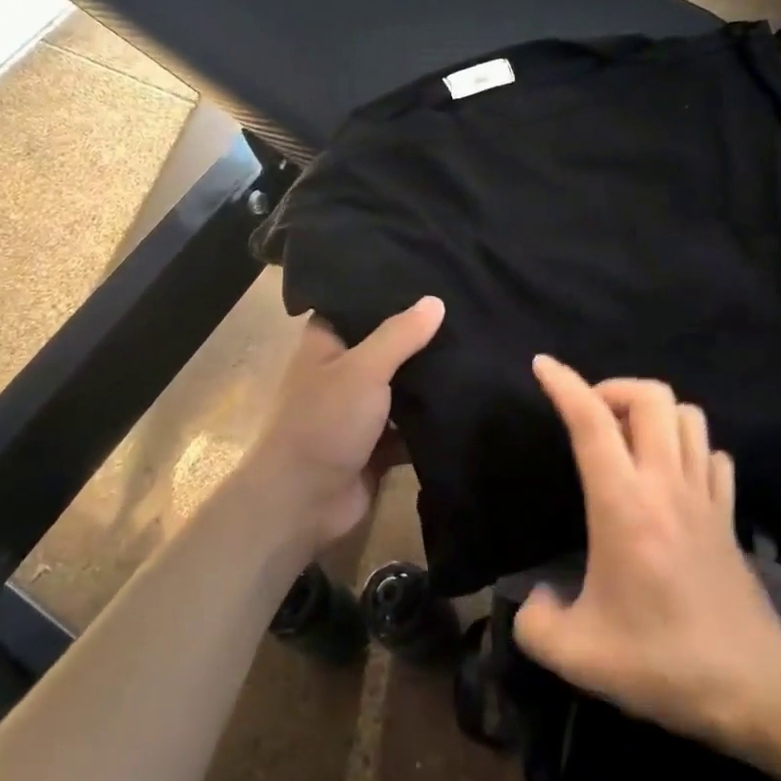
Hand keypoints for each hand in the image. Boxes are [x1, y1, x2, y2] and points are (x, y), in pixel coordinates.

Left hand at [239, 296, 444, 549]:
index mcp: (325, 345)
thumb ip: (400, 336)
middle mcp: (341, 374)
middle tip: (467, 315)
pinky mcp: (377, 447)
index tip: (430, 279)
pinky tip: (469, 403)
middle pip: (385, 349)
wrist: (303, 502)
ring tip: (476, 353)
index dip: (387, 295)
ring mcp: (359, 413)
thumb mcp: (363, 369)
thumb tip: (436, 301)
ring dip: (429, 383)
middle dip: (419, 340)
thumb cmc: (324, 422)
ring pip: (401, 390)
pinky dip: (431, 423)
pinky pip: (410, 429)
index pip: (356, 307)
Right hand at [514, 356, 780, 746]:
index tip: (542, 365)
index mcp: (624, 505)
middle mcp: (666, 485)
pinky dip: (689, 447)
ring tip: (627, 439)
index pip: (592, 422)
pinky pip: (713, 455)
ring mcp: (705, 497)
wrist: (751, 687)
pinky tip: (672, 474)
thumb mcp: (576, 655)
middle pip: (653, 397)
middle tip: (590, 415)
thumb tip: (533, 599)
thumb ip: (534, 622)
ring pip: (688, 416)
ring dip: (654, 412)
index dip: (564, 384)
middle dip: (614, 388)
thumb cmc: (660, 662)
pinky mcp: (729, 516)